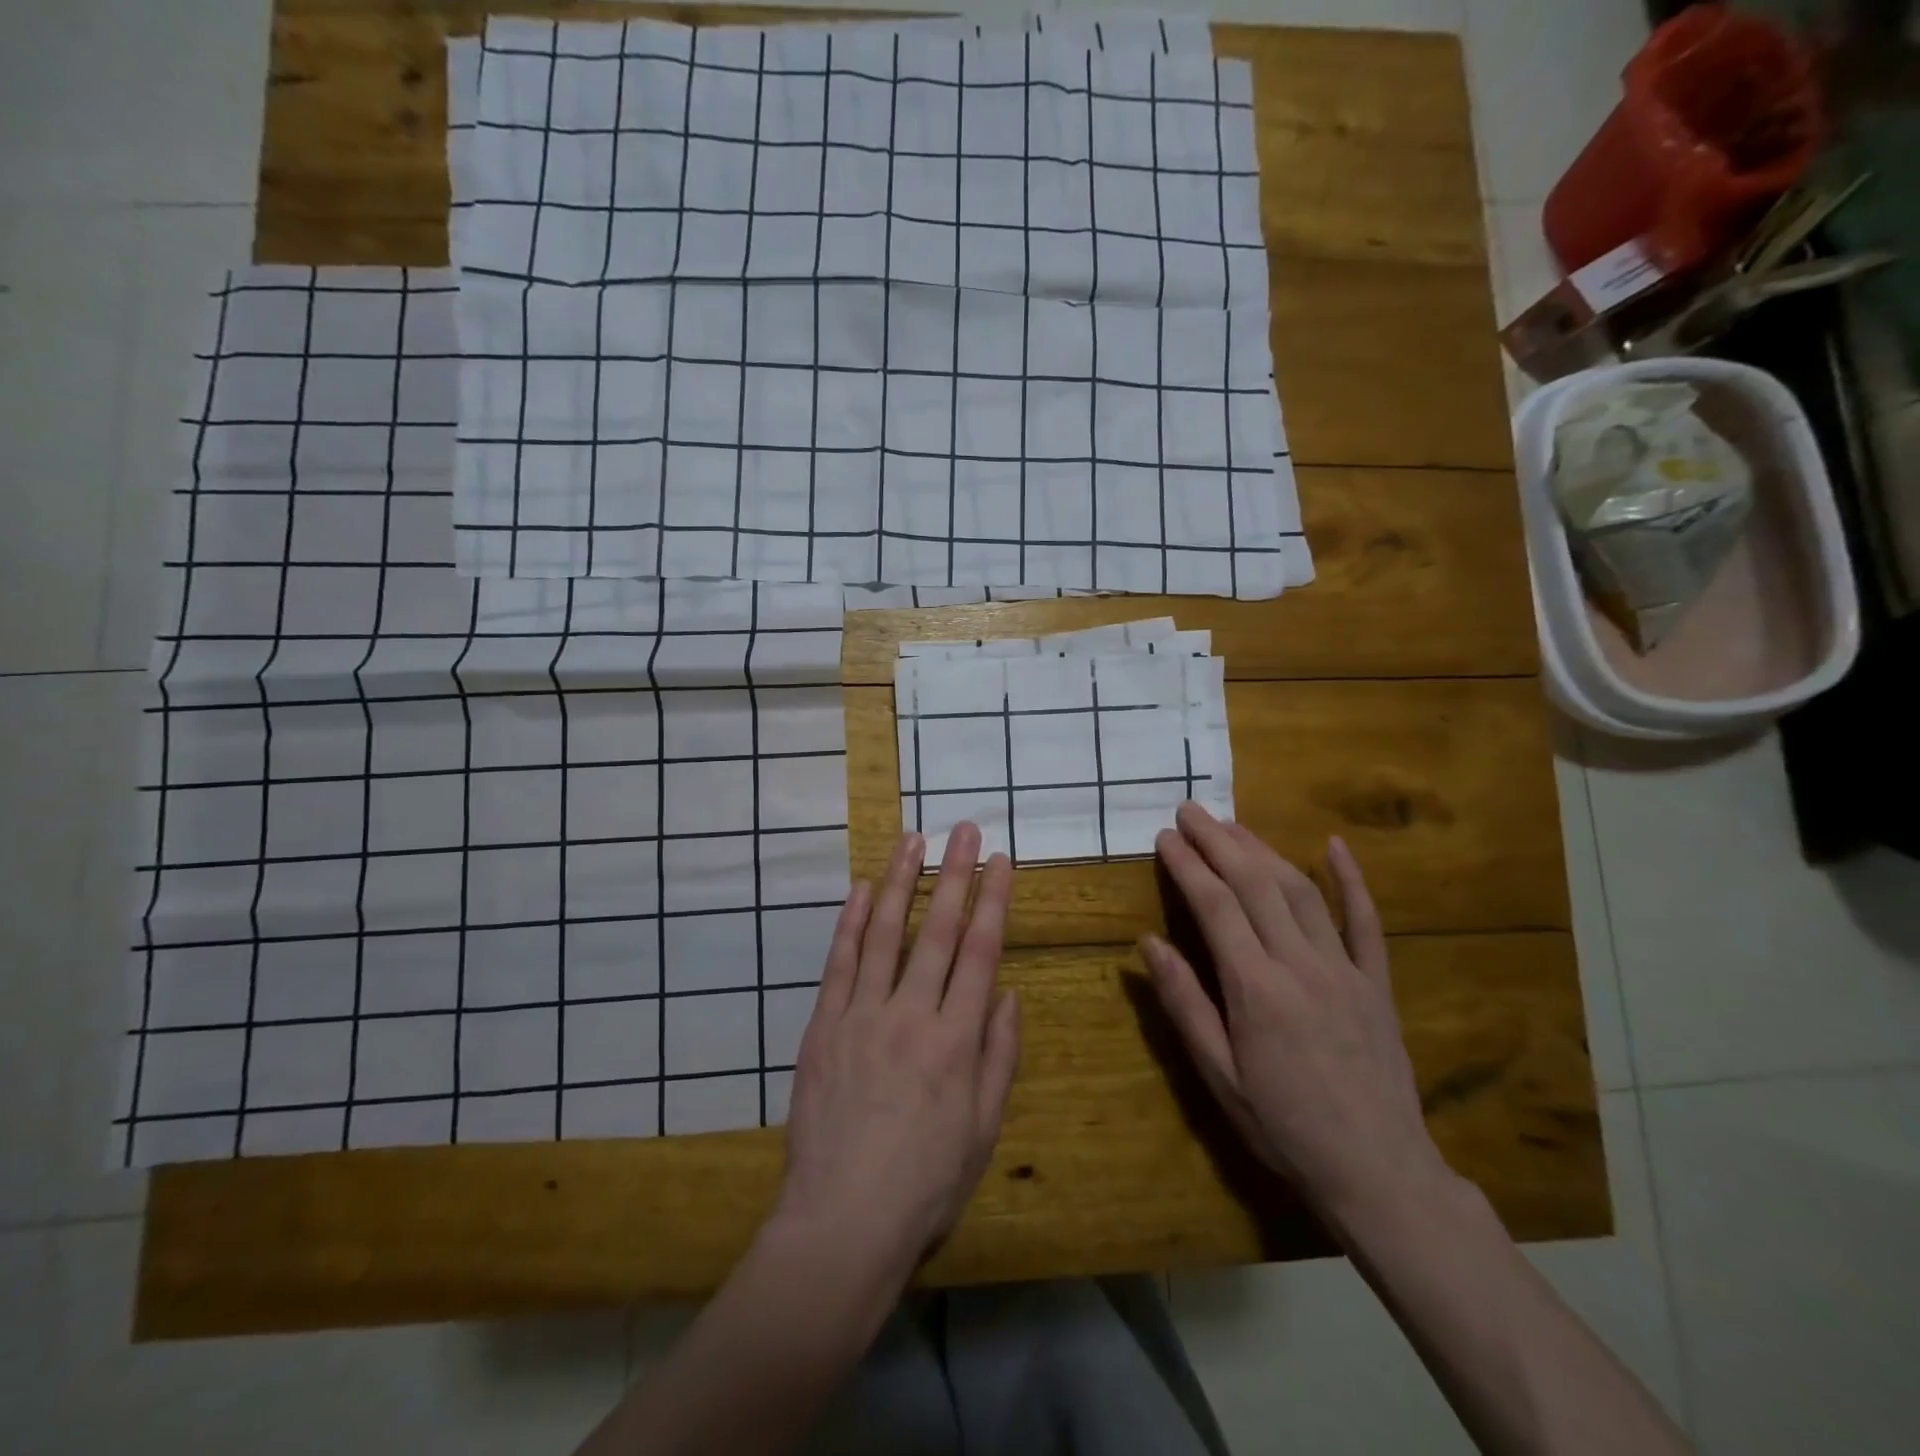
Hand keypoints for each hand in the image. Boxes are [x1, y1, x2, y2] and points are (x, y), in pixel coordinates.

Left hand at [773, 823, 1020, 1277]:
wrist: (842, 1221)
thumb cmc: (926, 1182)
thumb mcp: (983, 1128)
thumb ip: (999, 1056)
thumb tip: (1006, 993)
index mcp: (957, 1040)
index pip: (980, 952)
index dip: (993, 901)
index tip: (1001, 861)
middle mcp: (911, 1014)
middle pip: (937, 930)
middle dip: (955, 874)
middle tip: (964, 829)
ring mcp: (861, 1015)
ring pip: (885, 934)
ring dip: (901, 882)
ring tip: (914, 840)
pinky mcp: (823, 1026)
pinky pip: (840, 963)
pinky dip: (851, 923)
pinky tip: (862, 890)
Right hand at [1142, 803, 1449, 1228]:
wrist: (1379, 1172)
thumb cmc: (1284, 1128)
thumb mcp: (1220, 1077)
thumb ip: (1185, 1005)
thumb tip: (1149, 943)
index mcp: (1256, 989)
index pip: (1215, 906)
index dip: (1188, 865)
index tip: (1165, 837)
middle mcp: (1300, 964)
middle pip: (1255, 884)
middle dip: (1219, 841)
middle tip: (1191, 810)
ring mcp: (1345, 969)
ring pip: (1301, 891)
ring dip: (1264, 850)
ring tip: (1233, 825)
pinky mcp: (1376, 982)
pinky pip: (1366, 921)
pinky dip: (1351, 880)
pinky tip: (1334, 846)